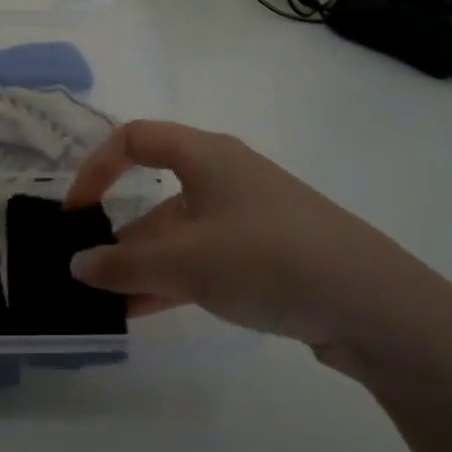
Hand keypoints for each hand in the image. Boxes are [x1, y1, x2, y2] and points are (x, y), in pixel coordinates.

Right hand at [65, 120, 451, 375]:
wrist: (374, 305)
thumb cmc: (267, 258)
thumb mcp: (185, 262)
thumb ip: (123, 264)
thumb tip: (76, 266)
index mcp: (206, 156)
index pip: (134, 139)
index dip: (96, 168)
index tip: (76, 211)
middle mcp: (225, 178)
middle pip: (155, 193)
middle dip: (118, 231)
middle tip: (88, 269)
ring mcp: (248, 218)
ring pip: (179, 234)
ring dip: (143, 264)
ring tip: (109, 302)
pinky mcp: (266, 254)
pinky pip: (204, 260)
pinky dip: (173, 280)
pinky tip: (147, 312)